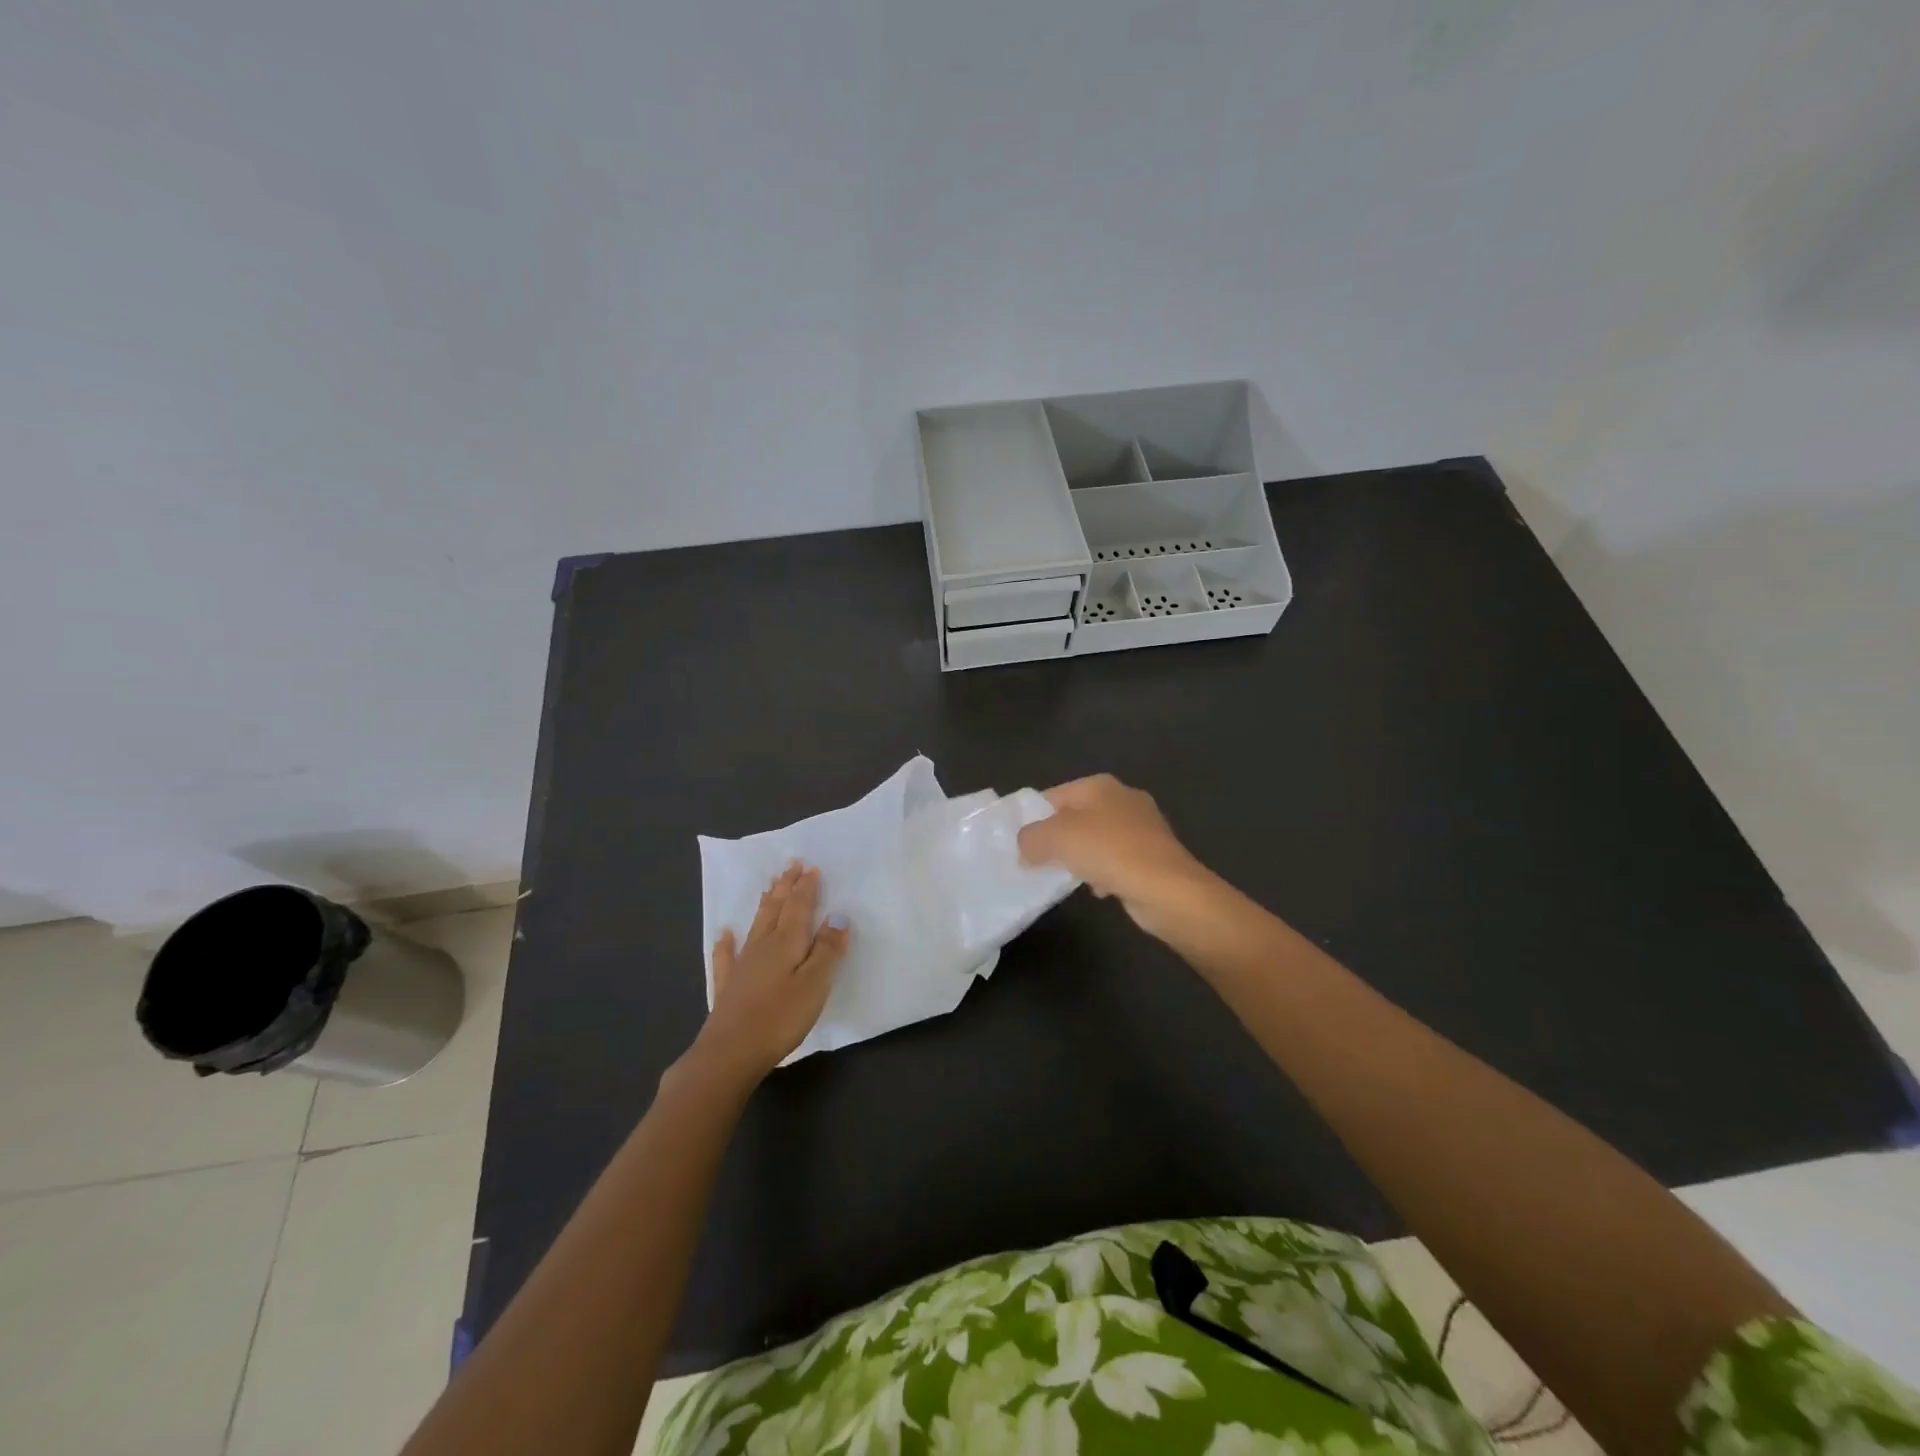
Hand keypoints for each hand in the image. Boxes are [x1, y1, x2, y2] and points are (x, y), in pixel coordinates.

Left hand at [690, 863, 848, 1081]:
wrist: (730, 1052)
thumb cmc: (780, 1017)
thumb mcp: (815, 984)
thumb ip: (827, 950)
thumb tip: (839, 916)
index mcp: (787, 942)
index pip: (799, 907)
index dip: (806, 887)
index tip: (811, 867)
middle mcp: (763, 945)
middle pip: (776, 909)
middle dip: (785, 886)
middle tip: (791, 864)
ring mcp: (742, 964)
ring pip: (756, 924)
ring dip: (765, 903)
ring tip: (769, 886)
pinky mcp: (729, 986)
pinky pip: (727, 955)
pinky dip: (727, 942)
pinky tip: (725, 933)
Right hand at [1017, 774, 1218, 937]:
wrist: (1168, 889)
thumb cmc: (1109, 852)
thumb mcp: (1056, 838)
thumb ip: (1030, 838)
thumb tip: (1024, 847)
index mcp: (1100, 785)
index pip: (1052, 795)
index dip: (1032, 818)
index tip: (1017, 844)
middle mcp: (1123, 798)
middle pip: (1075, 817)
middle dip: (1056, 839)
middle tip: (1035, 862)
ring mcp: (1142, 827)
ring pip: (1096, 840)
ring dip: (1079, 857)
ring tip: (1064, 877)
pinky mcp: (1153, 855)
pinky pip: (1116, 860)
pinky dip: (1103, 873)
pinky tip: (1097, 889)